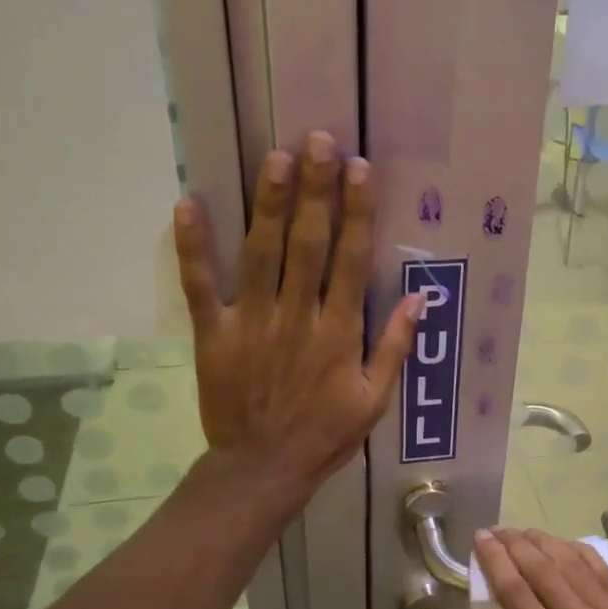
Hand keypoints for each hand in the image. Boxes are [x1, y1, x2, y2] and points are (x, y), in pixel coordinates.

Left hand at [175, 131, 420, 509]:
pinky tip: (188, 204)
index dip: (357, 213)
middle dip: (314, 190)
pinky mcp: (214, 334)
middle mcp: (297, 317)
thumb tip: (419, 298)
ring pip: (260, 253)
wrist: (263, 468)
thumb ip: (394, 347)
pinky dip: (193, 247)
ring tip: (275, 157)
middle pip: (307, 244)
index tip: (360, 170)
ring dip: (268, 203)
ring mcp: (252, 322)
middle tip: (317, 140)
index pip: (351, 261)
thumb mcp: (374, 400)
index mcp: (338, 333)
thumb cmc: (325, 435)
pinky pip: (200, 285)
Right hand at [473, 527, 607, 608]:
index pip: (518, 594)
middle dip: (515, 544)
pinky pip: (602, 572)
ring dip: (544, 542)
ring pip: (573, 563)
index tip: (481, 539)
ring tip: (524, 532)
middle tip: (497, 530)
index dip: (496, 561)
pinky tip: (563, 545)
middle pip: (543, 570)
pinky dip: (578, 553)